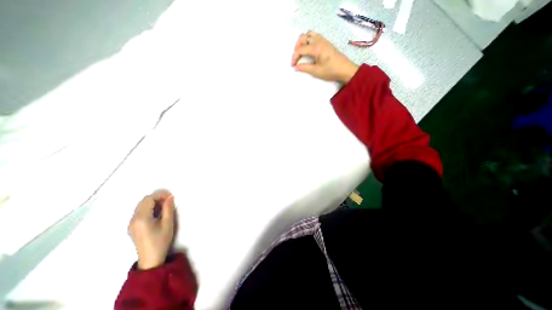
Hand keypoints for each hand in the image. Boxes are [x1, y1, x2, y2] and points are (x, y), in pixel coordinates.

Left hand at [128, 188, 174, 269]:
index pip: (148, 199)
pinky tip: (157, 213)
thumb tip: (170, 197)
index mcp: (141, 218)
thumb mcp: (168, 223)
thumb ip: (168, 208)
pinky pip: (140, 212)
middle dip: (157, 198)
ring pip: (141, 206)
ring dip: (153, 203)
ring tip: (164, 207)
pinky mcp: (132, 226)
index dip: (160, 195)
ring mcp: (131, 223)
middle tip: (169, 201)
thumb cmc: (161, 240)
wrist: (151, 258)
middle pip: (143, 201)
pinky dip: (149, 208)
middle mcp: (133, 219)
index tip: (171, 197)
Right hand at [291, 30, 359, 82]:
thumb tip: (295, 67)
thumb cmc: (330, 71)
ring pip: (309, 34)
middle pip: (303, 37)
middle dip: (297, 46)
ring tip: (301, 52)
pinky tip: (308, 50)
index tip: (292, 66)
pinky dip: (308, 41)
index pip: (300, 49)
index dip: (294, 57)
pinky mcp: (326, 42)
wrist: (345, 69)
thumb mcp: (316, 71)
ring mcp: (323, 40)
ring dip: (303, 42)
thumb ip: (304, 68)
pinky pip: (314, 36)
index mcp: (316, 48)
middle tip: (296, 57)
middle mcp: (319, 41)